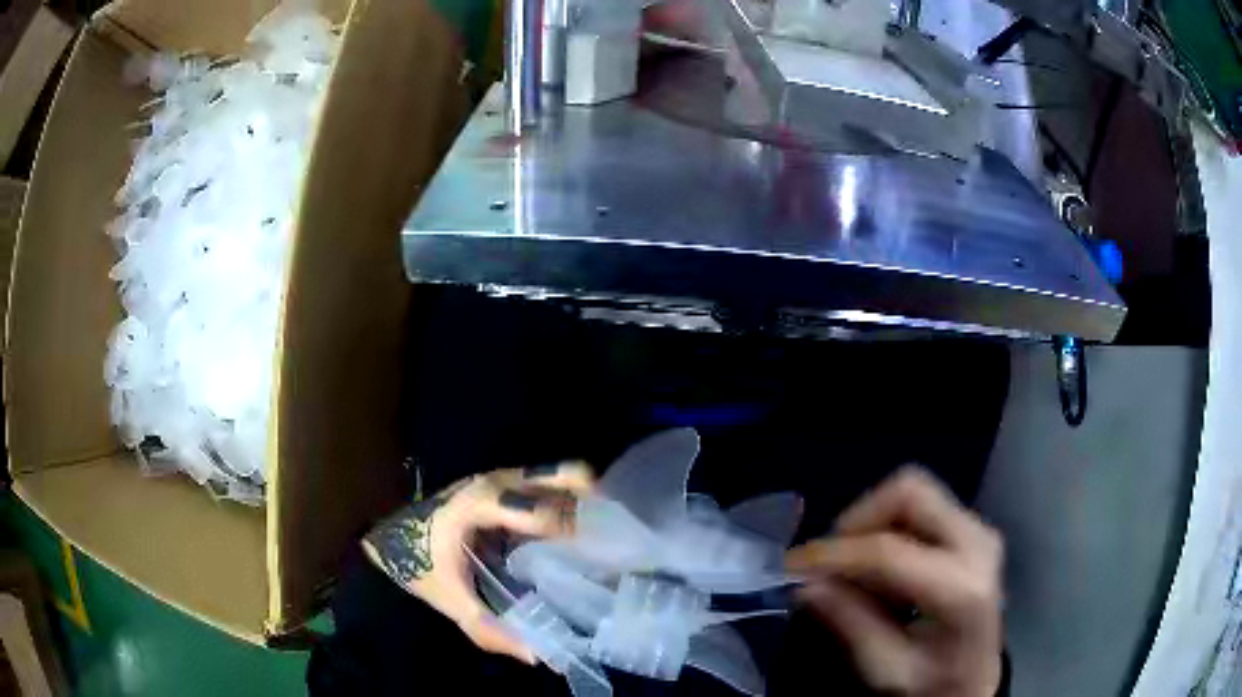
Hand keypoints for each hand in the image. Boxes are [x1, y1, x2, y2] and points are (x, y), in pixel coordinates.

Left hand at [362, 462, 594, 663]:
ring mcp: (506, 479)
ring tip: (610, 541)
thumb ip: (489, 629)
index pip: (538, 509)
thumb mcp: (449, 601)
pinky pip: (554, 487)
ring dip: (590, 505)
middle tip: (619, 541)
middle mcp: (500, 482)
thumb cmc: (418, 563)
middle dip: (598, 505)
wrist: (392, 536)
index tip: (606, 552)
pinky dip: (575, 505)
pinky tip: (585, 537)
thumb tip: (540, 656)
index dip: (575, 528)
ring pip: (563, 478)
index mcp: (480, 505)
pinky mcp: (509, 485)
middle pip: (565, 476)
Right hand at [786, 467, 1003, 696]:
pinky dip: (887, 527)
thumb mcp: (886, 668)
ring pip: (913, 492)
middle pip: (910, 493)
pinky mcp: (971, 527)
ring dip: (871, 522)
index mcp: (961, 588)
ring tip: (851, 567)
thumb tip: (806, 584)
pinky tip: (876, 567)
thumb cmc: (932, 681)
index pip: (890, 551)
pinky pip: (920, 506)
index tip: (792, 565)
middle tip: (829, 560)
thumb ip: (850, 624)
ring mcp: (978, 529)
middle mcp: (977, 543)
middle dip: (858, 518)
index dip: (835, 553)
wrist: (975, 678)